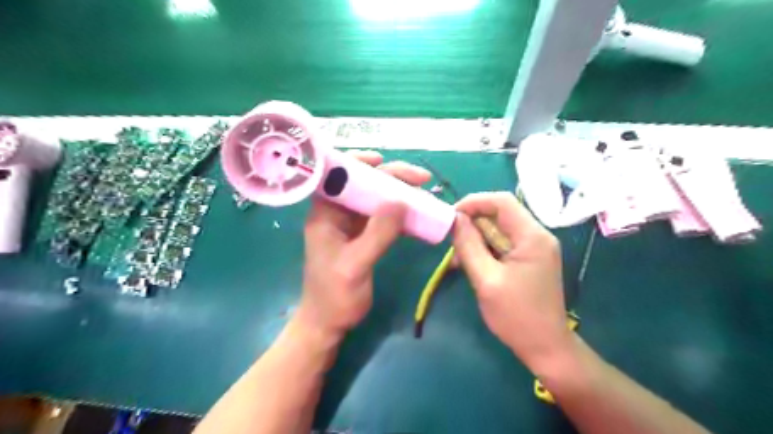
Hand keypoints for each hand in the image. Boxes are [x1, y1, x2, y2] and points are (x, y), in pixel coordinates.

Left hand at [297, 150, 432, 339]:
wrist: (328, 323)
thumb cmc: (334, 296)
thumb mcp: (356, 265)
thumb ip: (378, 233)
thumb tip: (401, 201)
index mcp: (324, 213)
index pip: (337, 175)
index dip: (358, 162)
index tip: (383, 160)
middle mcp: (336, 213)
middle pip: (362, 183)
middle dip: (389, 177)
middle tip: (420, 179)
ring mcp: (349, 224)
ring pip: (374, 198)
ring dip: (397, 193)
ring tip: (423, 191)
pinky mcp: (361, 236)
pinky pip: (381, 216)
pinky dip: (398, 212)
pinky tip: (415, 212)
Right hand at [454, 194, 572, 372]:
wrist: (546, 347)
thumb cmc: (516, 316)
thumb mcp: (486, 280)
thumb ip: (469, 245)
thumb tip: (455, 219)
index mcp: (532, 236)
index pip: (501, 201)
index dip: (473, 202)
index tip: (450, 217)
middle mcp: (537, 235)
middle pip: (500, 213)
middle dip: (472, 223)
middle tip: (452, 242)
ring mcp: (534, 247)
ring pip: (499, 228)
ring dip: (476, 238)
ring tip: (458, 259)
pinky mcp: (529, 258)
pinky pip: (503, 243)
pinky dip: (484, 249)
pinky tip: (471, 264)